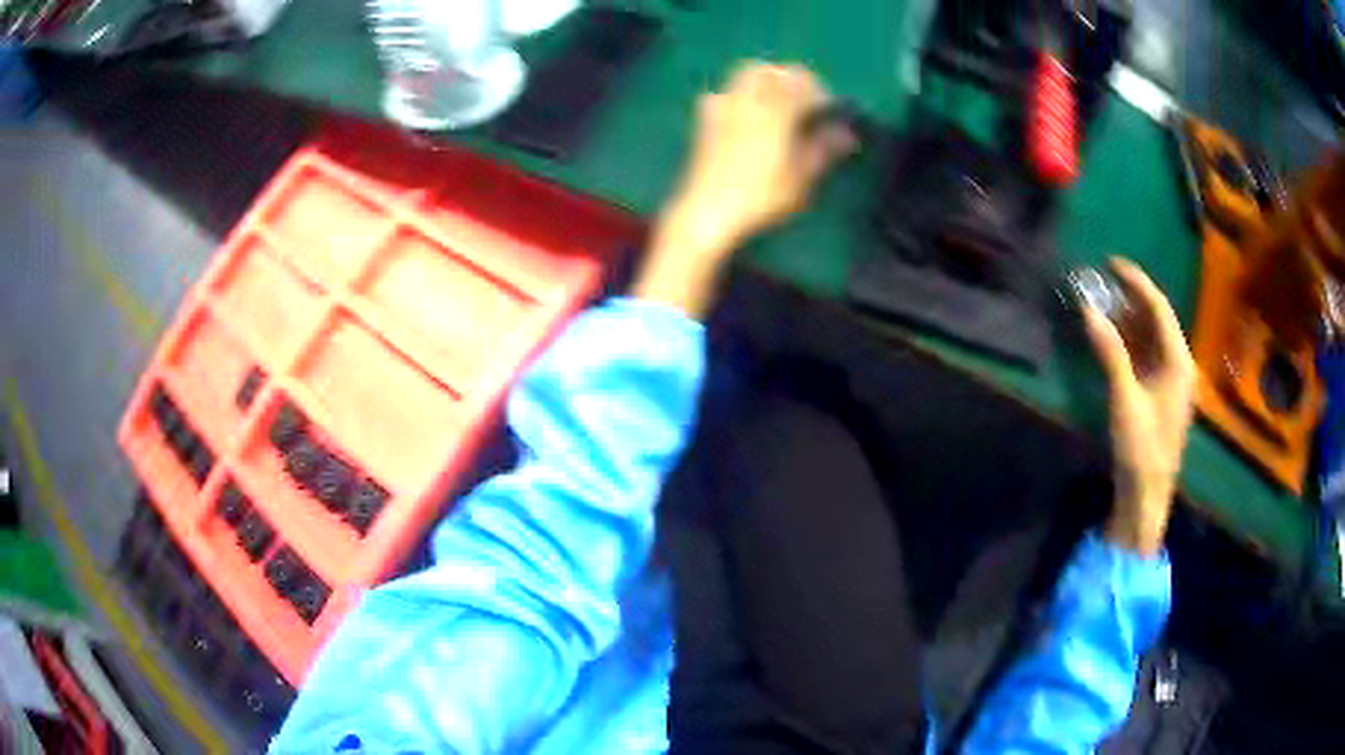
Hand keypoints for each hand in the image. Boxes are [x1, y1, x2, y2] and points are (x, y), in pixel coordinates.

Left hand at [633, 62, 856, 316]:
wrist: (707, 212)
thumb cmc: (761, 197)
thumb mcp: (801, 178)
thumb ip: (824, 149)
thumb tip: (847, 133)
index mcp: (775, 110)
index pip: (800, 81)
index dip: (819, 90)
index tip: (829, 107)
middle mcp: (746, 101)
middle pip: (768, 70)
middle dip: (788, 77)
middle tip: (803, 98)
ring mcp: (721, 108)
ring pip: (742, 76)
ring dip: (763, 80)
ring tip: (777, 103)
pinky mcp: (705, 121)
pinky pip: (722, 93)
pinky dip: (738, 95)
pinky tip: (744, 115)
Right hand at [1084, 259, 1196, 555]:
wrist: (1147, 496)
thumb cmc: (1141, 449)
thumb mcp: (1124, 400)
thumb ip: (1111, 353)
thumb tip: (1090, 311)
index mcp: (1179, 362)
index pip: (1159, 308)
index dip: (1136, 282)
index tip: (1111, 263)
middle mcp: (1180, 365)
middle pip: (1157, 319)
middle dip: (1131, 298)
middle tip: (1102, 283)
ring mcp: (1172, 380)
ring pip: (1152, 337)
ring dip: (1129, 319)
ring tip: (1103, 304)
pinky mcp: (1162, 393)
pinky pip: (1148, 355)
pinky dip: (1130, 341)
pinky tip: (1113, 337)